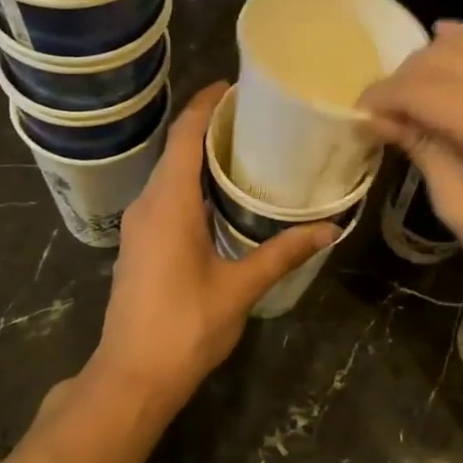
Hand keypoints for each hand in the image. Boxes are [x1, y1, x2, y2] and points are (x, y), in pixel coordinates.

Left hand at [91, 83, 334, 402]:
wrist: (132, 376)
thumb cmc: (185, 327)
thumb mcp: (239, 288)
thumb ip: (282, 253)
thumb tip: (329, 229)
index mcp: (168, 204)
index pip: (185, 135)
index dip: (207, 104)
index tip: (237, 86)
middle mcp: (147, 204)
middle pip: (176, 149)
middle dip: (211, 127)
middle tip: (258, 120)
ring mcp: (138, 225)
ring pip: (169, 175)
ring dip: (201, 157)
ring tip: (247, 151)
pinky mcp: (139, 244)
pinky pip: (165, 197)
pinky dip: (192, 184)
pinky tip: (222, 196)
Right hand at [361, 24, 462, 321]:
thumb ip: (427, 155)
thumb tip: (384, 121)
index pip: (423, 89)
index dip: (383, 96)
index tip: (360, 115)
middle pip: (447, 56)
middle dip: (405, 76)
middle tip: (385, 109)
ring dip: (437, 58)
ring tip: (414, 89)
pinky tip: (452, 51)